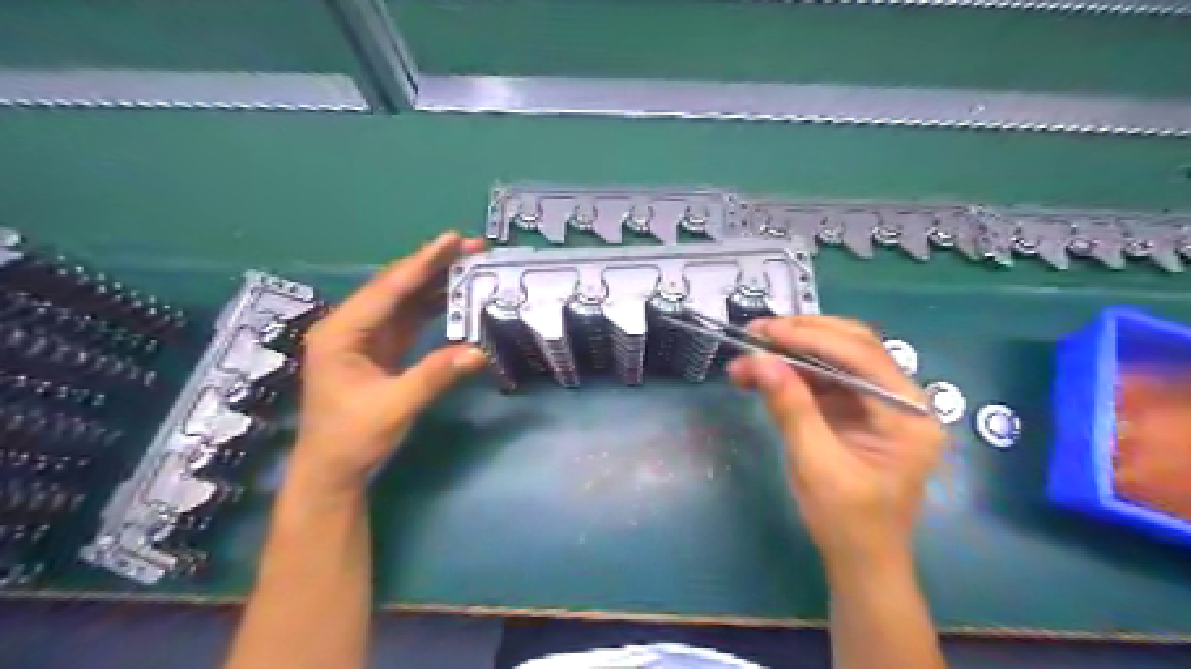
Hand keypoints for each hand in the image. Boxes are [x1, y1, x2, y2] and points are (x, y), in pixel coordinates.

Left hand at [291, 229, 487, 495]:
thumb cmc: (352, 438)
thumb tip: (479, 351)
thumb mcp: (395, 407)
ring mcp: (366, 337)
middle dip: (434, 265)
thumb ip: (435, 376)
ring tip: (470, 264)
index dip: (423, 263)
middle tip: (472, 247)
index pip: (388, 289)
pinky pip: (410, 318)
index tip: (453, 240)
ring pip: (405, 299)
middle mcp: (351, 326)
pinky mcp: (380, 348)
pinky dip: (434, 306)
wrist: (333, 470)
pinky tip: (455, 296)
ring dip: (437, 282)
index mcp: (342, 332)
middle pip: (397, 286)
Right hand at [731, 319, 946, 575]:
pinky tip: (761, 373)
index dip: (811, 338)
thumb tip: (760, 361)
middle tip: (756, 332)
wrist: (861, 561)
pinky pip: (824, 379)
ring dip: (791, 352)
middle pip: (853, 346)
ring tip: (749, 353)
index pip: (862, 356)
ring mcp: (877, 403)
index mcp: (908, 414)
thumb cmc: (847, 522)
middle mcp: (900, 399)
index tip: (765, 332)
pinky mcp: (855, 411)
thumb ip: (791, 409)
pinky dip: (791, 372)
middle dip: (802, 335)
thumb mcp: (816, 466)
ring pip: (835, 358)